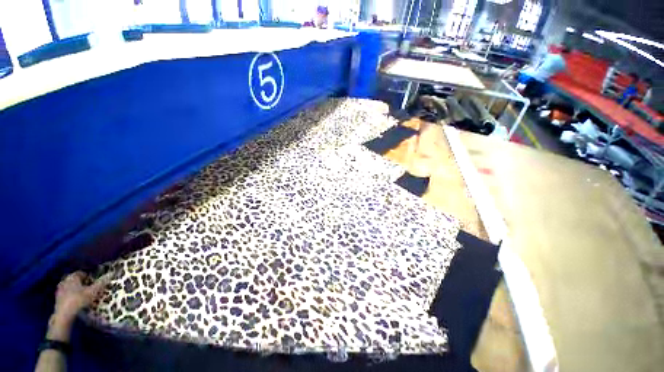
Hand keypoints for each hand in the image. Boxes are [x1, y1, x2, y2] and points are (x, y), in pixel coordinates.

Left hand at [47, 271, 111, 341]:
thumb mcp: (93, 291)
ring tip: (84, 296)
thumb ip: (102, 282)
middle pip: (76, 280)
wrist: (64, 314)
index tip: (95, 283)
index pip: (82, 273)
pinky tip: (76, 301)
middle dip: (82, 283)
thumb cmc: (79, 299)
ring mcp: (59, 289)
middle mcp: (65, 280)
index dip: (90, 277)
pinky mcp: (57, 298)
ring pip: (71, 287)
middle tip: (90, 289)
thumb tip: (112, 273)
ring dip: (76, 290)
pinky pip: (67, 293)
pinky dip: (71, 296)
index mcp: (72, 276)